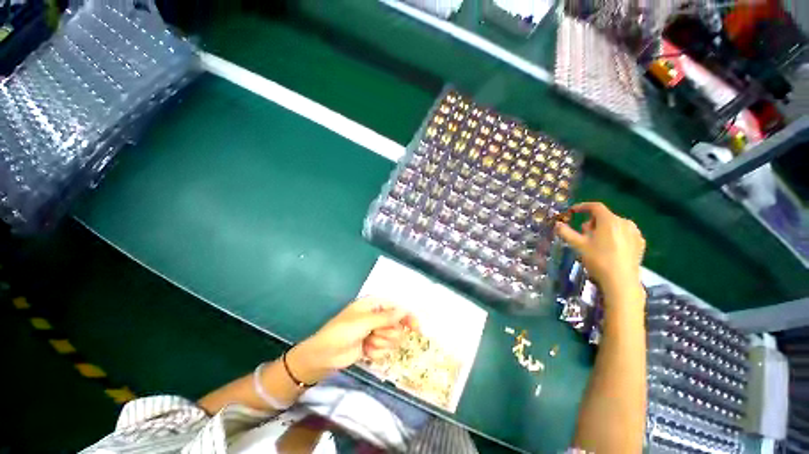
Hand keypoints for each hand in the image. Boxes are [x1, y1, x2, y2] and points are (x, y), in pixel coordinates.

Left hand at [287, 297, 417, 383]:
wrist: (324, 355)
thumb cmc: (341, 332)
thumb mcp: (364, 322)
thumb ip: (386, 317)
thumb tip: (405, 310)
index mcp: (375, 305)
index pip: (398, 308)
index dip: (409, 317)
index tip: (418, 330)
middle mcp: (378, 317)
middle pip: (397, 326)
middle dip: (387, 334)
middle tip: (374, 335)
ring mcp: (376, 332)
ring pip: (393, 340)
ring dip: (381, 344)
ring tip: (367, 343)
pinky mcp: (374, 346)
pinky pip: (386, 350)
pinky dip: (376, 353)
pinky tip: (365, 352)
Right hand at [555, 202, 645, 307]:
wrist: (621, 281)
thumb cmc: (598, 260)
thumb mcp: (578, 245)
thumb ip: (566, 232)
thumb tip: (557, 224)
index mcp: (609, 220)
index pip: (595, 207)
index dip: (582, 207)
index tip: (572, 211)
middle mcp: (624, 222)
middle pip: (604, 216)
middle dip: (591, 222)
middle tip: (583, 234)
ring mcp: (635, 232)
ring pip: (614, 225)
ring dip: (603, 229)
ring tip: (596, 243)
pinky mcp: (640, 243)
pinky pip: (624, 233)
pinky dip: (615, 236)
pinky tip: (610, 248)